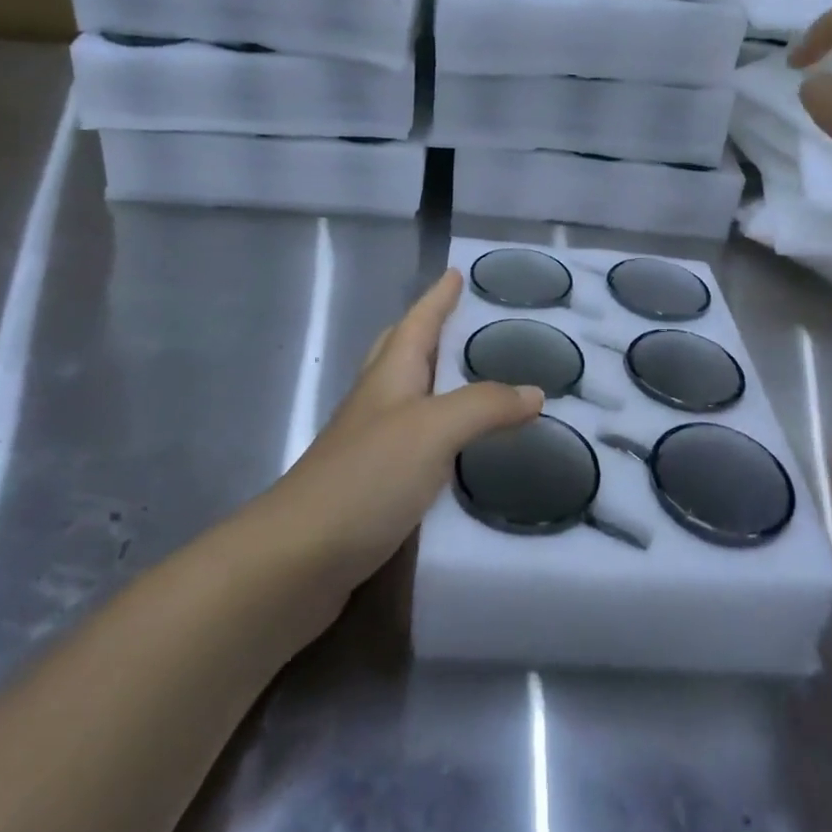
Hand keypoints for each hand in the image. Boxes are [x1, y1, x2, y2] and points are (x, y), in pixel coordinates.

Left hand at [256, 269, 542, 589]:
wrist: (297, 559)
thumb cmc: (366, 478)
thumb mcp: (433, 431)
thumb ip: (484, 406)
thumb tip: (534, 391)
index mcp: (388, 376)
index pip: (417, 322)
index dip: (438, 297)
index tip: (456, 272)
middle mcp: (376, 402)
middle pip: (400, 351)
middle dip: (428, 330)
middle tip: (461, 321)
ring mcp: (368, 445)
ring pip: (405, 397)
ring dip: (434, 381)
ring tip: (472, 381)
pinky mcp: (370, 485)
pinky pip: (412, 442)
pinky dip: (438, 434)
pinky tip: (458, 453)